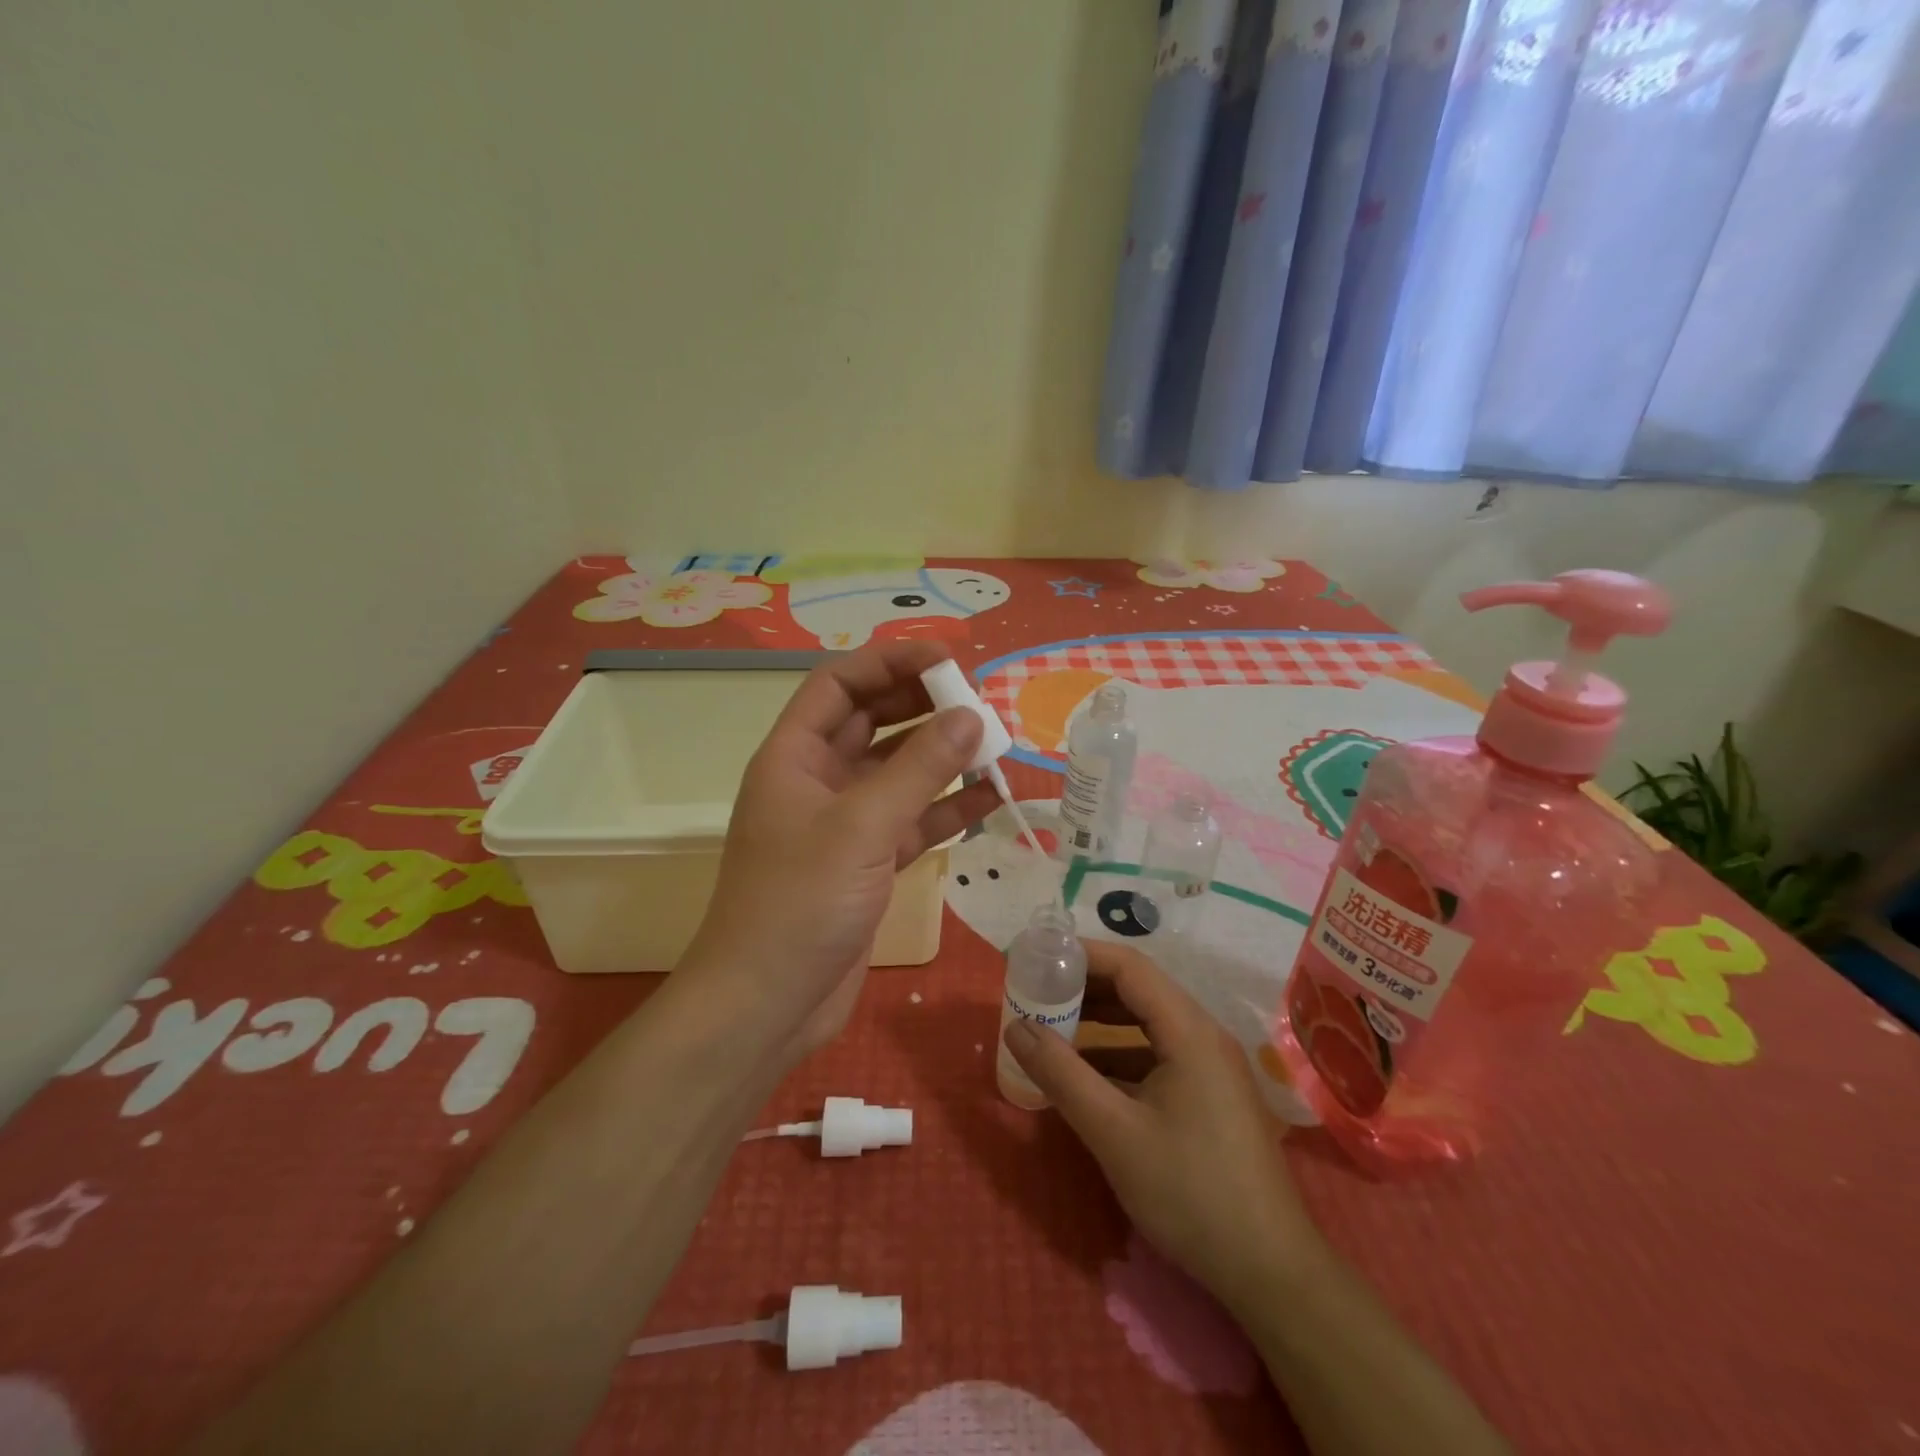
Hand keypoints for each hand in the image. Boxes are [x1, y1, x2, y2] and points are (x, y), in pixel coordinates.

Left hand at [684, 641, 998, 1059]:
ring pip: (898, 772)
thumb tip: (971, 717)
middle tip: (979, 702)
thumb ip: (919, 769)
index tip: (949, 659)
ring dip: (942, 757)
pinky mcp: (867, 864)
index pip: (840, 683)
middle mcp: (817, 781)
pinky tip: (991, 797)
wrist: (766, 1006)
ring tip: (995, 745)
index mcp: (794, 756)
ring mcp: (843, 825)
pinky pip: (912, 820)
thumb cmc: (800, 904)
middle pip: (873, 721)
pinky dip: (947, 807)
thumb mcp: (861, 828)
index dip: (891, 661)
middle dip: (923, 706)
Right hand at [1002, 941, 1322, 1306]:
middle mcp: (1203, 1035)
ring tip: (1051, 1029)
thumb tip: (1016, 1026)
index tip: (1036, 959)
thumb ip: (1061, 1074)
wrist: (1269, 1272)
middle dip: (1085, 987)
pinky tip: (1086, 1076)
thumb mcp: (1114, 1132)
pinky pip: (1156, 1054)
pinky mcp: (1210, 1095)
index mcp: (1189, 1031)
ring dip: (1099, 1021)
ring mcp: (1211, 1066)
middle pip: (1138, 990)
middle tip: (1036, 994)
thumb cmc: (1190, 1192)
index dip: (1080, 956)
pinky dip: (1118, 1054)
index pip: (1129, 967)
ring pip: (1146, 1023)